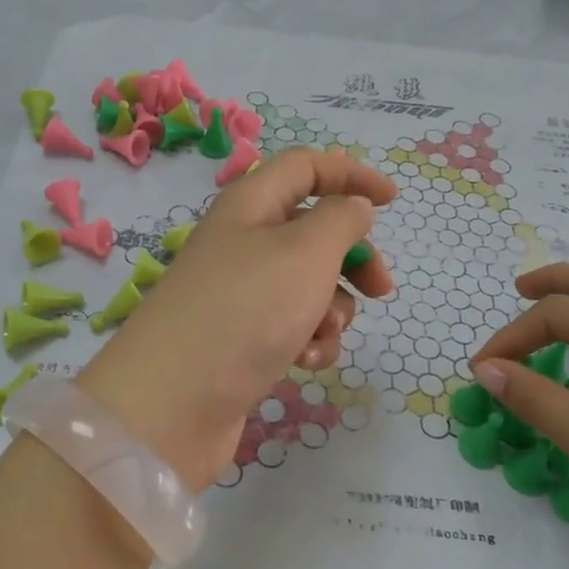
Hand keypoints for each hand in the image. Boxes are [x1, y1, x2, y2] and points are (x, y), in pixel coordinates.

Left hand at [78, 148, 396, 491]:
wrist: (174, 402)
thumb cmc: (247, 309)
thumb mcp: (306, 251)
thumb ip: (341, 220)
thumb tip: (353, 208)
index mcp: (251, 205)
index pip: (305, 167)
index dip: (351, 175)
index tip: (393, 203)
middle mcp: (242, 243)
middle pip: (312, 231)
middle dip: (353, 259)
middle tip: (381, 290)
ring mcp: (239, 295)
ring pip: (307, 286)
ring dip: (331, 309)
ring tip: (322, 332)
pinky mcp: (240, 341)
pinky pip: (291, 327)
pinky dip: (307, 340)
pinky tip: (303, 361)